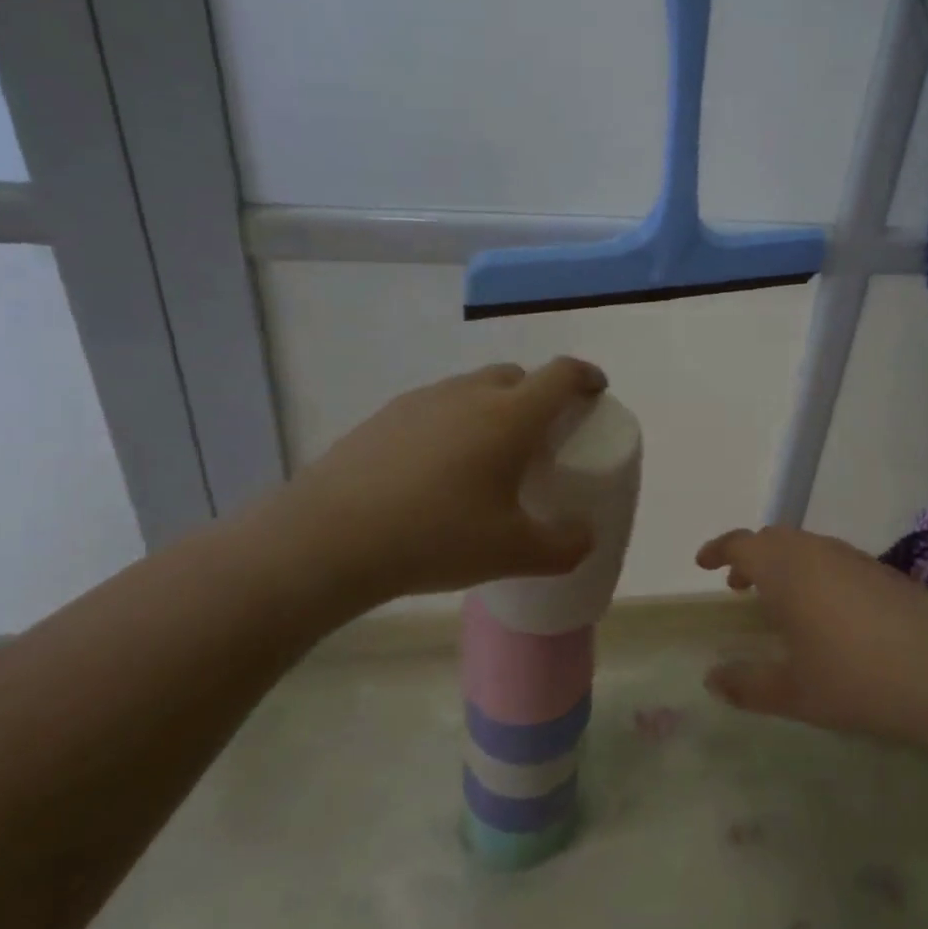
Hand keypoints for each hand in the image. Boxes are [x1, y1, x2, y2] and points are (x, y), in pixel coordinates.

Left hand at [251, 358, 606, 615]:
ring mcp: (423, 400)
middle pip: (517, 376)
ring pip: (473, 389)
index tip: (596, 390)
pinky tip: (437, 469)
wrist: (330, 537)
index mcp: (510, 416)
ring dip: (493, 407)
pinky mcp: (386, 415)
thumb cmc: (436, 537)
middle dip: (538, 395)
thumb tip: (585, 537)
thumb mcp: (513, 553)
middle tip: (541, 436)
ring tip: (488, 455)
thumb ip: (564, 547)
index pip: (561, 375)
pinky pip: (436, 406)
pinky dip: (453, 423)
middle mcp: (469, 394)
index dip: (586, 377)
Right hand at [697, 526, 927, 748]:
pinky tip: (829, 612)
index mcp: (786, 570)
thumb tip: (712, 679)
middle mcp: (818, 553)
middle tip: (738, 586)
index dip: (719, 549)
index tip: (704, 564)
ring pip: (807, 547)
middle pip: (775, 540)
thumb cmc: (857, 680)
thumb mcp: (794, 693)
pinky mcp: (887, 573)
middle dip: (751, 557)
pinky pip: (836, 559)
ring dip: (784, 564)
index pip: (742, 543)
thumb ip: (747, 685)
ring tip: (781, 601)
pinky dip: (816, 573)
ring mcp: (856, 559)